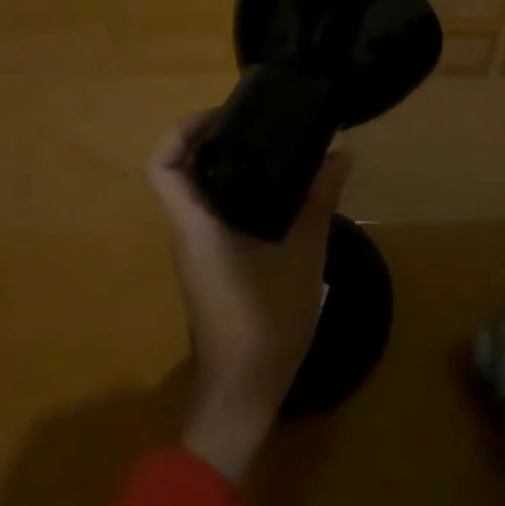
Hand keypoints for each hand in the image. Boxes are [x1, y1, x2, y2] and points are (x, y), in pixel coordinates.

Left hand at [148, 114, 352, 482]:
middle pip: (180, 171)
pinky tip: (280, 190)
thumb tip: (341, 154)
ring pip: (198, 193)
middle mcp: (188, 233)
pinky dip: (238, 190)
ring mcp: (198, 251)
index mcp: (197, 227)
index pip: (163, 167)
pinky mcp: (213, 264)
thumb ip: (319, 202)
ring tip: (275, 145)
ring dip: (226, 164)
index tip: (223, 114)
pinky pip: (215, 213)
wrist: (243, 391)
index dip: (182, 131)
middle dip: (210, 138)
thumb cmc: (265, 323)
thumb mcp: (303, 257)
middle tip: (258, 121)